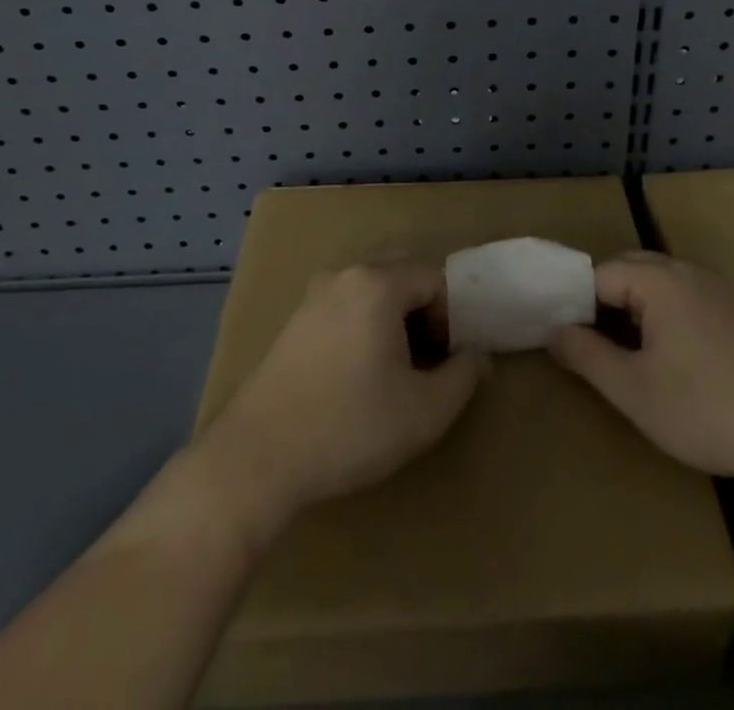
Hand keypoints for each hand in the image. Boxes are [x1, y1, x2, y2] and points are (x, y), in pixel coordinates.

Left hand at [197, 262, 487, 537]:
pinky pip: (345, 309)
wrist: (257, 458)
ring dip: (395, 323)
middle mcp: (344, 275)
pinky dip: (364, 329)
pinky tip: (359, 377)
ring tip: (396, 374)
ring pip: (372, 294)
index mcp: (377, 283)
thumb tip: (477, 356)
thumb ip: (463, 376)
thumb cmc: (350, 427)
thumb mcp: (424, 411)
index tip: (449, 363)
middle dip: (425, 315)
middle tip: (428, 363)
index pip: (435, 280)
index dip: (453, 318)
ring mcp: (313, 296)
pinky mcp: (294, 322)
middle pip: (402, 277)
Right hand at [549, 251, 733, 485]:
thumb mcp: (634, 391)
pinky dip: (663, 316)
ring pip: (658, 284)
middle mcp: (686, 271)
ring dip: (633, 309)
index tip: (560, 338)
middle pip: (628, 270)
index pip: (597, 274)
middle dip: (601, 302)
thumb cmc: (709, 409)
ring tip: (623, 354)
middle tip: (587, 346)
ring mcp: (717, 289)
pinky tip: (671, 359)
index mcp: (657, 280)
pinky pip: (685, 298)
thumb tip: (554, 331)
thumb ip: (586, 356)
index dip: (573, 303)